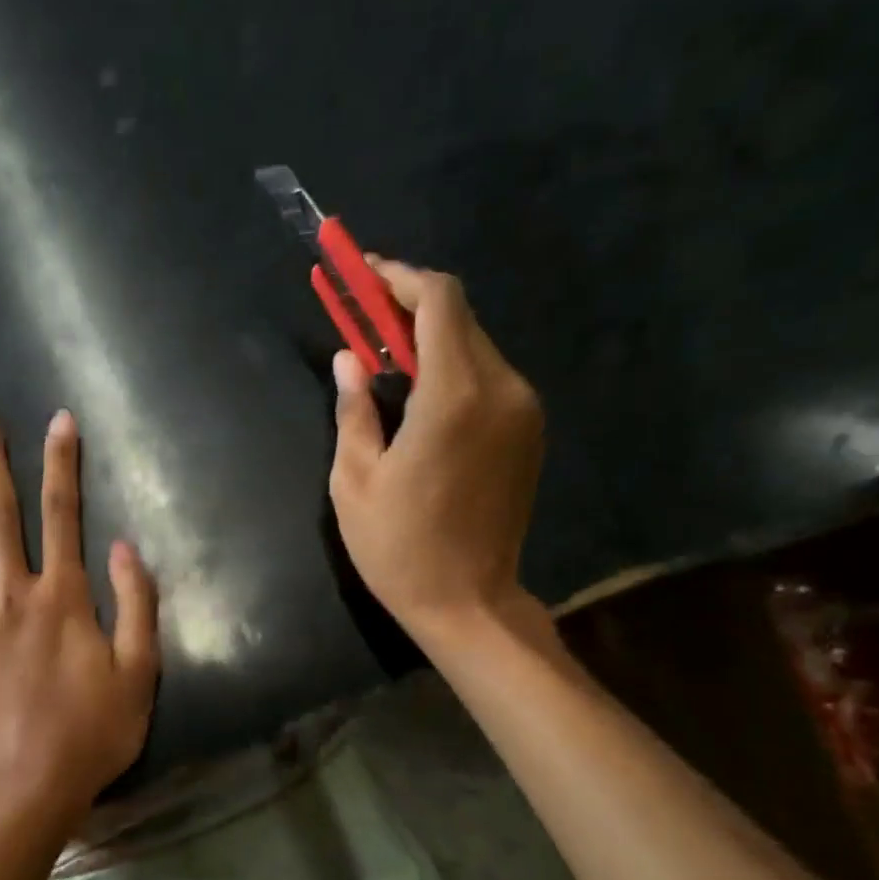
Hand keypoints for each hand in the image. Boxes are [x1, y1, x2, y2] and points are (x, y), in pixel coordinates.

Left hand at [0, 403, 159, 822]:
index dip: (63, 465)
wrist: (27, 786)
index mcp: (64, 599)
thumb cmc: (91, 733)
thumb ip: (135, 605)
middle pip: (2, 517)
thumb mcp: (140, 673)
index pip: (64, 516)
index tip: (59, 422)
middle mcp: (15, 596)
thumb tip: (123, 547)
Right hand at [328, 257, 545, 649]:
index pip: (438, 301)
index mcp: (454, 397)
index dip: (399, 279)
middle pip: (459, 319)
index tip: (363, 277)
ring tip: (386, 365)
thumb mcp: (354, 483)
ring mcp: (524, 411)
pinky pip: (489, 379)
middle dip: (409, 309)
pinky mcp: (529, 433)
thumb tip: (349, 361)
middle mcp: (502, 389)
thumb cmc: (399, 548)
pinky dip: (453, 371)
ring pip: (476, 347)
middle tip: (363, 321)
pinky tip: (421, 400)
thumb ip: (353, 411)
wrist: (469, 602)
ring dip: (430, 342)